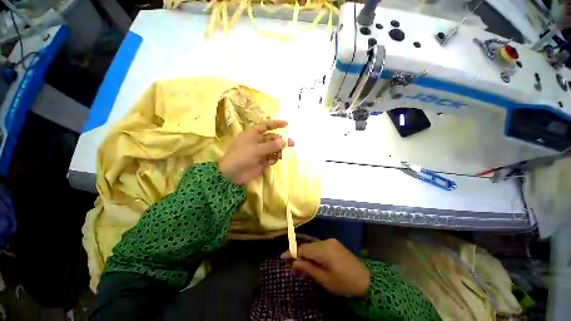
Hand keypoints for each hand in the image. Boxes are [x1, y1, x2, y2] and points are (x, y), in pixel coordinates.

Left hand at [219, 119, 293, 184]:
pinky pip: (272, 157)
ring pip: (273, 148)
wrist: (232, 174)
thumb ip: (271, 145)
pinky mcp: (262, 161)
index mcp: (253, 134)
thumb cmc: (241, 157)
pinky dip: (274, 158)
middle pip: (272, 138)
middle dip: (281, 140)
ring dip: (278, 150)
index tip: (287, 123)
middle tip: (291, 143)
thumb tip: (284, 142)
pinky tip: (273, 161)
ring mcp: (260, 152)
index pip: (266, 126)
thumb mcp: (256, 149)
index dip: (276, 124)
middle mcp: (257, 142)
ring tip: (280, 154)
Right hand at [281, 239, 369, 296]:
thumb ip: (307, 268)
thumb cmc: (343, 283)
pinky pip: (319, 245)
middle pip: (307, 245)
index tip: (282, 257)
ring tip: (300, 262)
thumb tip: (293, 263)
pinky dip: (313, 251)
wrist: (366, 281)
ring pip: (313, 244)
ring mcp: (331, 241)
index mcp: (323, 249)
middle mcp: (326, 241)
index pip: (303, 248)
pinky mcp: (335, 244)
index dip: (292, 252)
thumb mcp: (323, 279)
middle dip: (298, 253)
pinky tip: (311, 258)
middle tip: (291, 264)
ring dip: (306, 252)